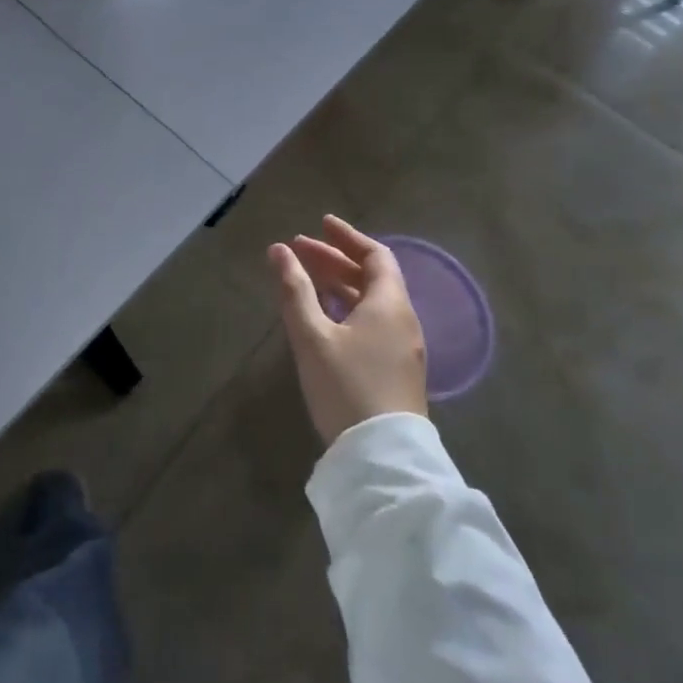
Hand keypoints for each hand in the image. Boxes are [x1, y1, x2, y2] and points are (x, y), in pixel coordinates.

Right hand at [268, 215, 426, 446]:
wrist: (383, 458)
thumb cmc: (346, 387)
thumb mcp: (312, 336)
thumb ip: (295, 290)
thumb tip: (279, 250)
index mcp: (389, 305)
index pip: (375, 256)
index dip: (348, 237)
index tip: (321, 224)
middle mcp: (403, 321)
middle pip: (372, 278)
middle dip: (335, 259)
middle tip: (299, 249)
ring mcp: (403, 349)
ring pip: (371, 302)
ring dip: (340, 284)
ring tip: (306, 278)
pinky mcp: (397, 371)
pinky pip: (373, 323)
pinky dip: (348, 307)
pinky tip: (325, 317)